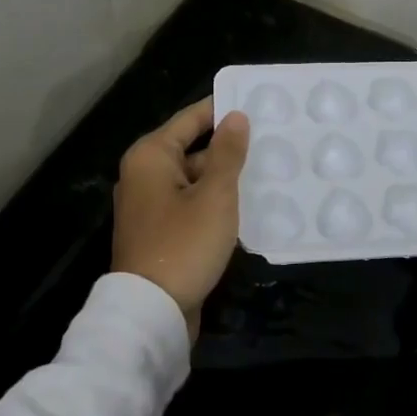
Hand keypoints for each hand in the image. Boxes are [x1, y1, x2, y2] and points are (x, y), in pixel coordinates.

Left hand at [112, 98, 250, 337]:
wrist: (151, 312)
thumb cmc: (184, 244)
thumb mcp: (215, 195)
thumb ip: (227, 153)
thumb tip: (236, 116)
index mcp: (151, 156)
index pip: (192, 119)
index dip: (223, 109)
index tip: (258, 103)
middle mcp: (143, 175)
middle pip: (192, 149)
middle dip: (229, 148)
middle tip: (273, 141)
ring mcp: (149, 206)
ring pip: (194, 180)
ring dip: (225, 178)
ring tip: (268, 171)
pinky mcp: (159, 232)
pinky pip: (191, 204)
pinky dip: (214, 202)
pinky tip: (247, 206)